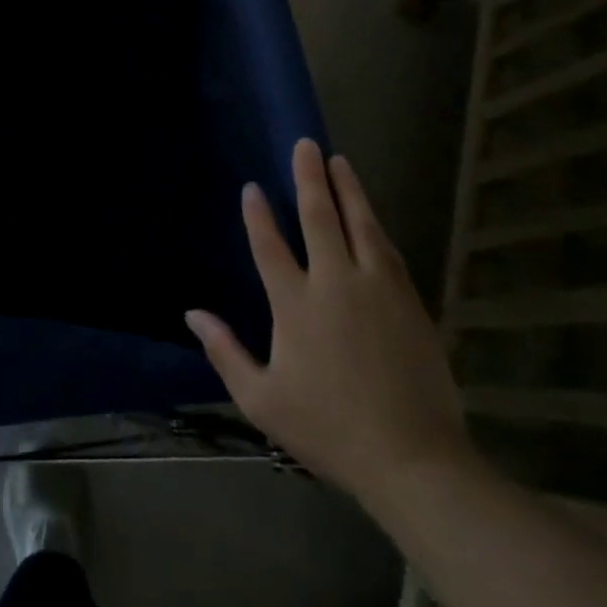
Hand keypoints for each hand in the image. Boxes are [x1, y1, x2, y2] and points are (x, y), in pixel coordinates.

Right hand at [185, 140, 469, 506]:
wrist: (415, 462)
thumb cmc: (329, 429)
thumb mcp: (262, 400)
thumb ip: (225, 352)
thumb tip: (192, 313)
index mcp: (295, 304)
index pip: (270, 245)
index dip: (258, 214)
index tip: (253, 188)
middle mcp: (335, 283)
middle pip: (320, 218)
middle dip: (310, 178)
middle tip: (306, 145)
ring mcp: (377, 290)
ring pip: (360, 225)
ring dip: (348, 190)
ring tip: (340, 162)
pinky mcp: (410, 303)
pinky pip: (388, 251)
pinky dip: (374, 226)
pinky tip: (371, 216)